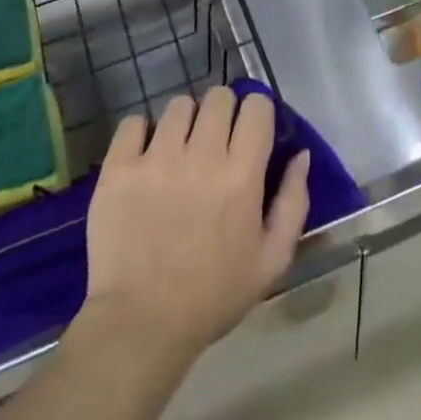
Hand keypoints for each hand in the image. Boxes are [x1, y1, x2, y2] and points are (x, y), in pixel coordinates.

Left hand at [81, 88, 309, 367]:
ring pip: (178, 105)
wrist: (141, 323)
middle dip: (222, 112)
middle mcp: (200, 156)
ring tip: (179, 149)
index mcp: (241, 175)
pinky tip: (146, 156)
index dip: (257, 112)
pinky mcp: (119, 168)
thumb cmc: (213, 295)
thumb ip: (294, 202)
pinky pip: (133, 123)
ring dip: (185, 121)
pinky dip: (142, 132)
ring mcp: (155, 158)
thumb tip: (301, 154)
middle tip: (215, 140)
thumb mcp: (272, 259)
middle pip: (217, 96)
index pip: (256, 106)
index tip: (250, 131)